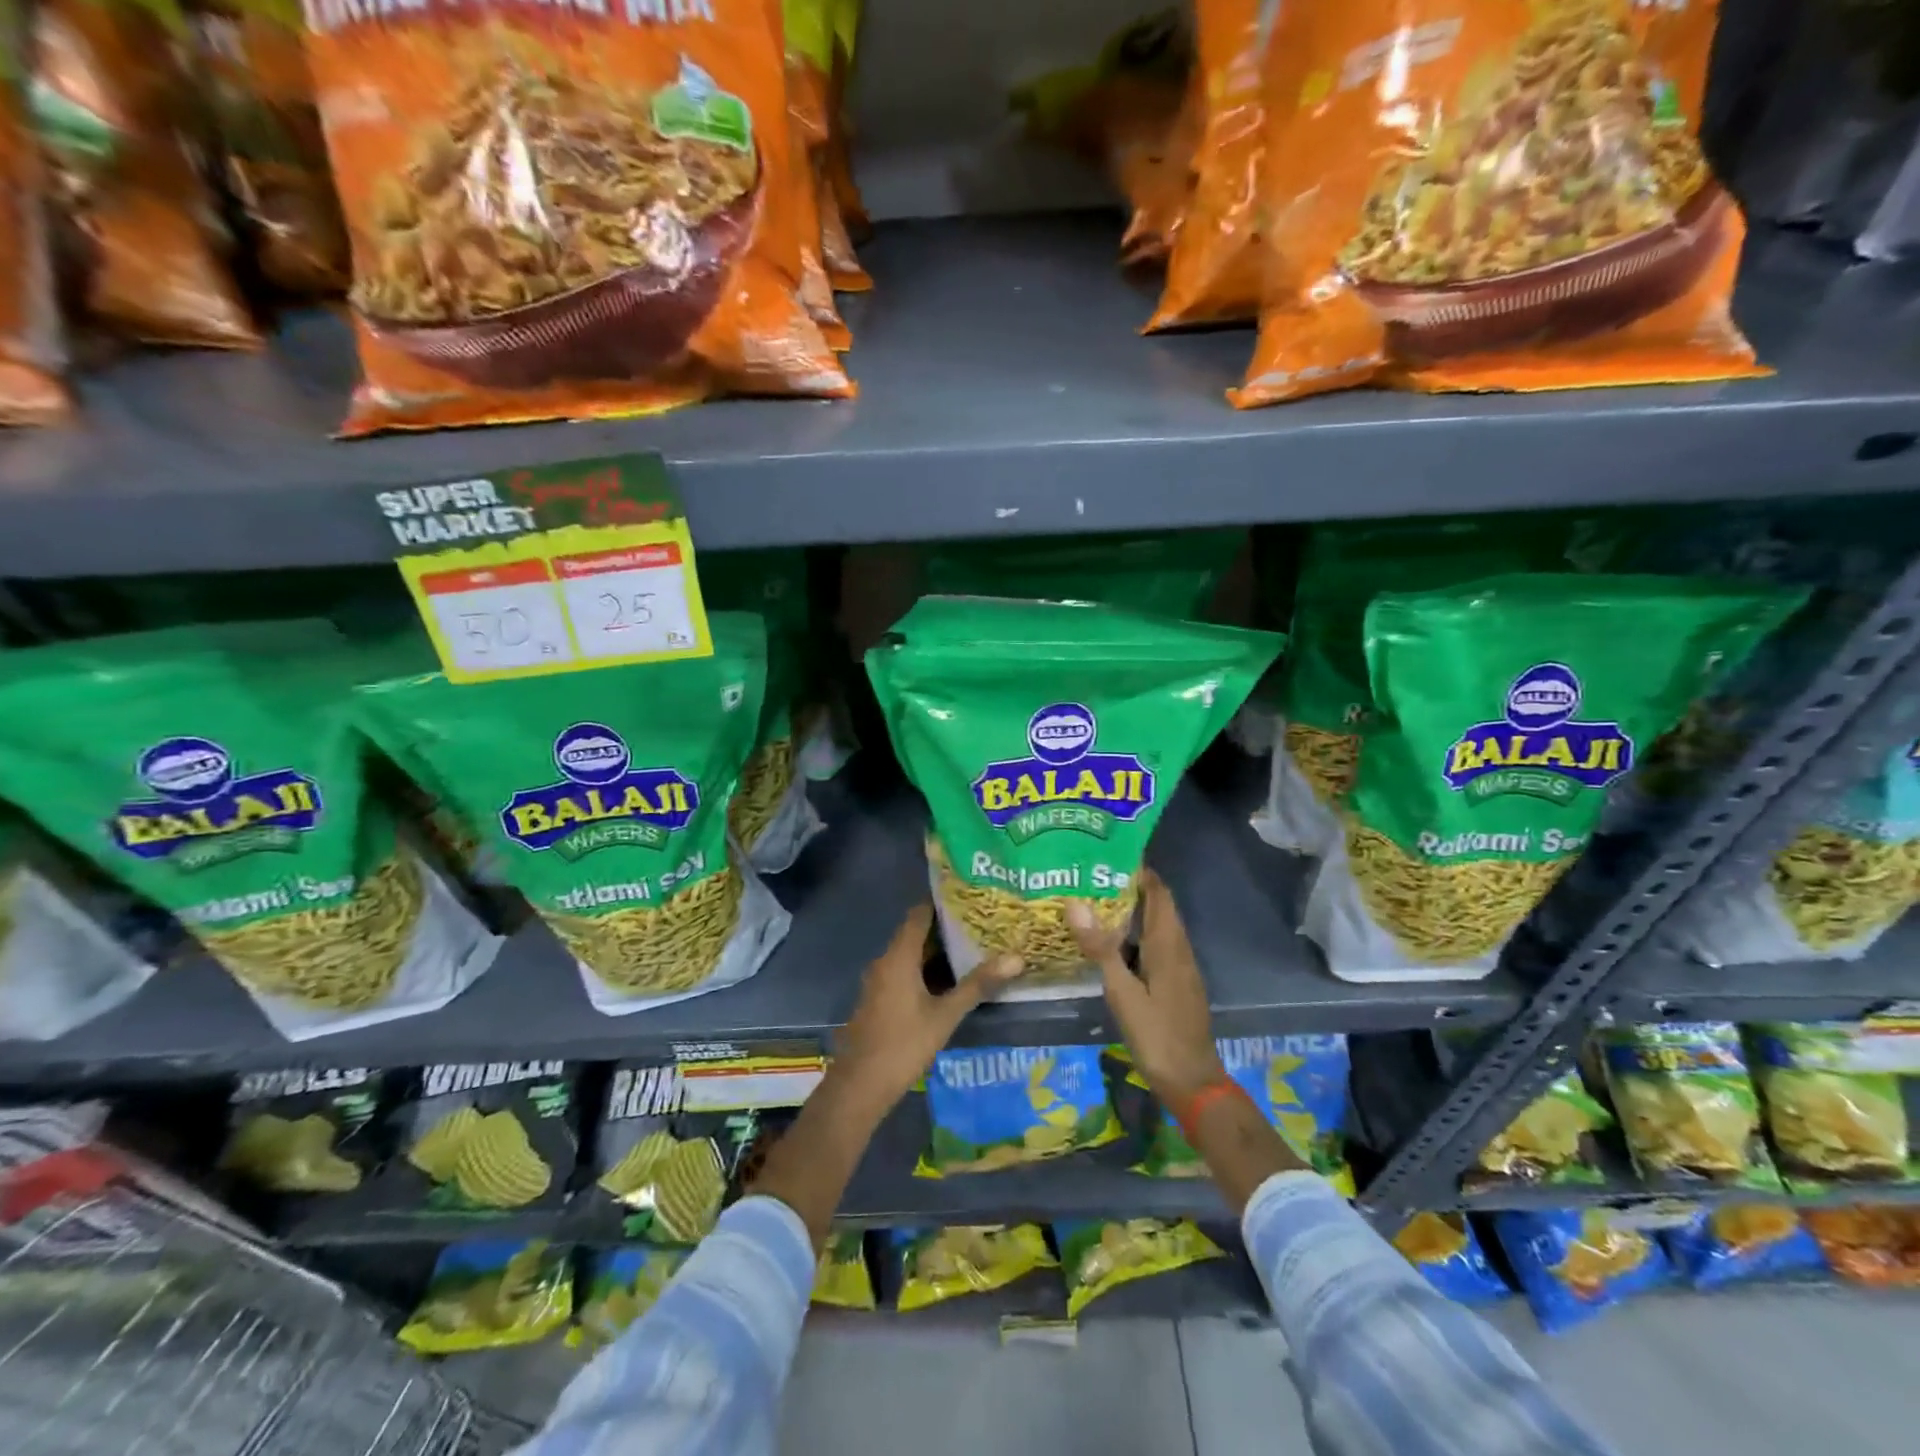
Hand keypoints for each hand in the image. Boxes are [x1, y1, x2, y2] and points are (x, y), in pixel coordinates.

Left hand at [831, 903, 1022, 1121]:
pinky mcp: (881, 998)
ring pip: (912, 955)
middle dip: (947, 928)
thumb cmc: (903, 1044)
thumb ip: (978, 985)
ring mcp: (880, 981)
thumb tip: (1016, 958)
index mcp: (898, 956)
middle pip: (916, 933)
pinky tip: (952, 980)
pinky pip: (906, 972)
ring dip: (938, 951)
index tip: (970, 896)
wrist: (860, 1086)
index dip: (942, 902)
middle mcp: (886, 961)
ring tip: (975, 946)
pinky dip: (927, 970)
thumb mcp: (945, 1015)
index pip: (919, 913)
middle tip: (982, 922)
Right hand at [1068, 869, 1222, 1106]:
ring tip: (1098, 901)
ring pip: (1160, 926)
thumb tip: (1076, 903)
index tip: (1109, 854)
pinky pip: (1159, 945)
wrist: (1192, 1082)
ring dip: (1136, 910)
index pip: (1159, 892)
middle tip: (1094, 875)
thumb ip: (1100, 948)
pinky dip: (1139, 933)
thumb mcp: (1122, 992)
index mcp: (1168, 944)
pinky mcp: (1178, 983)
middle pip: (1160, 906)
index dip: (1140, 871)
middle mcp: (1179, 949)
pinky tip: (1115, 943)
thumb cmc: (1156, 1035)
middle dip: (1133, 886)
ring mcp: (1181, 967)